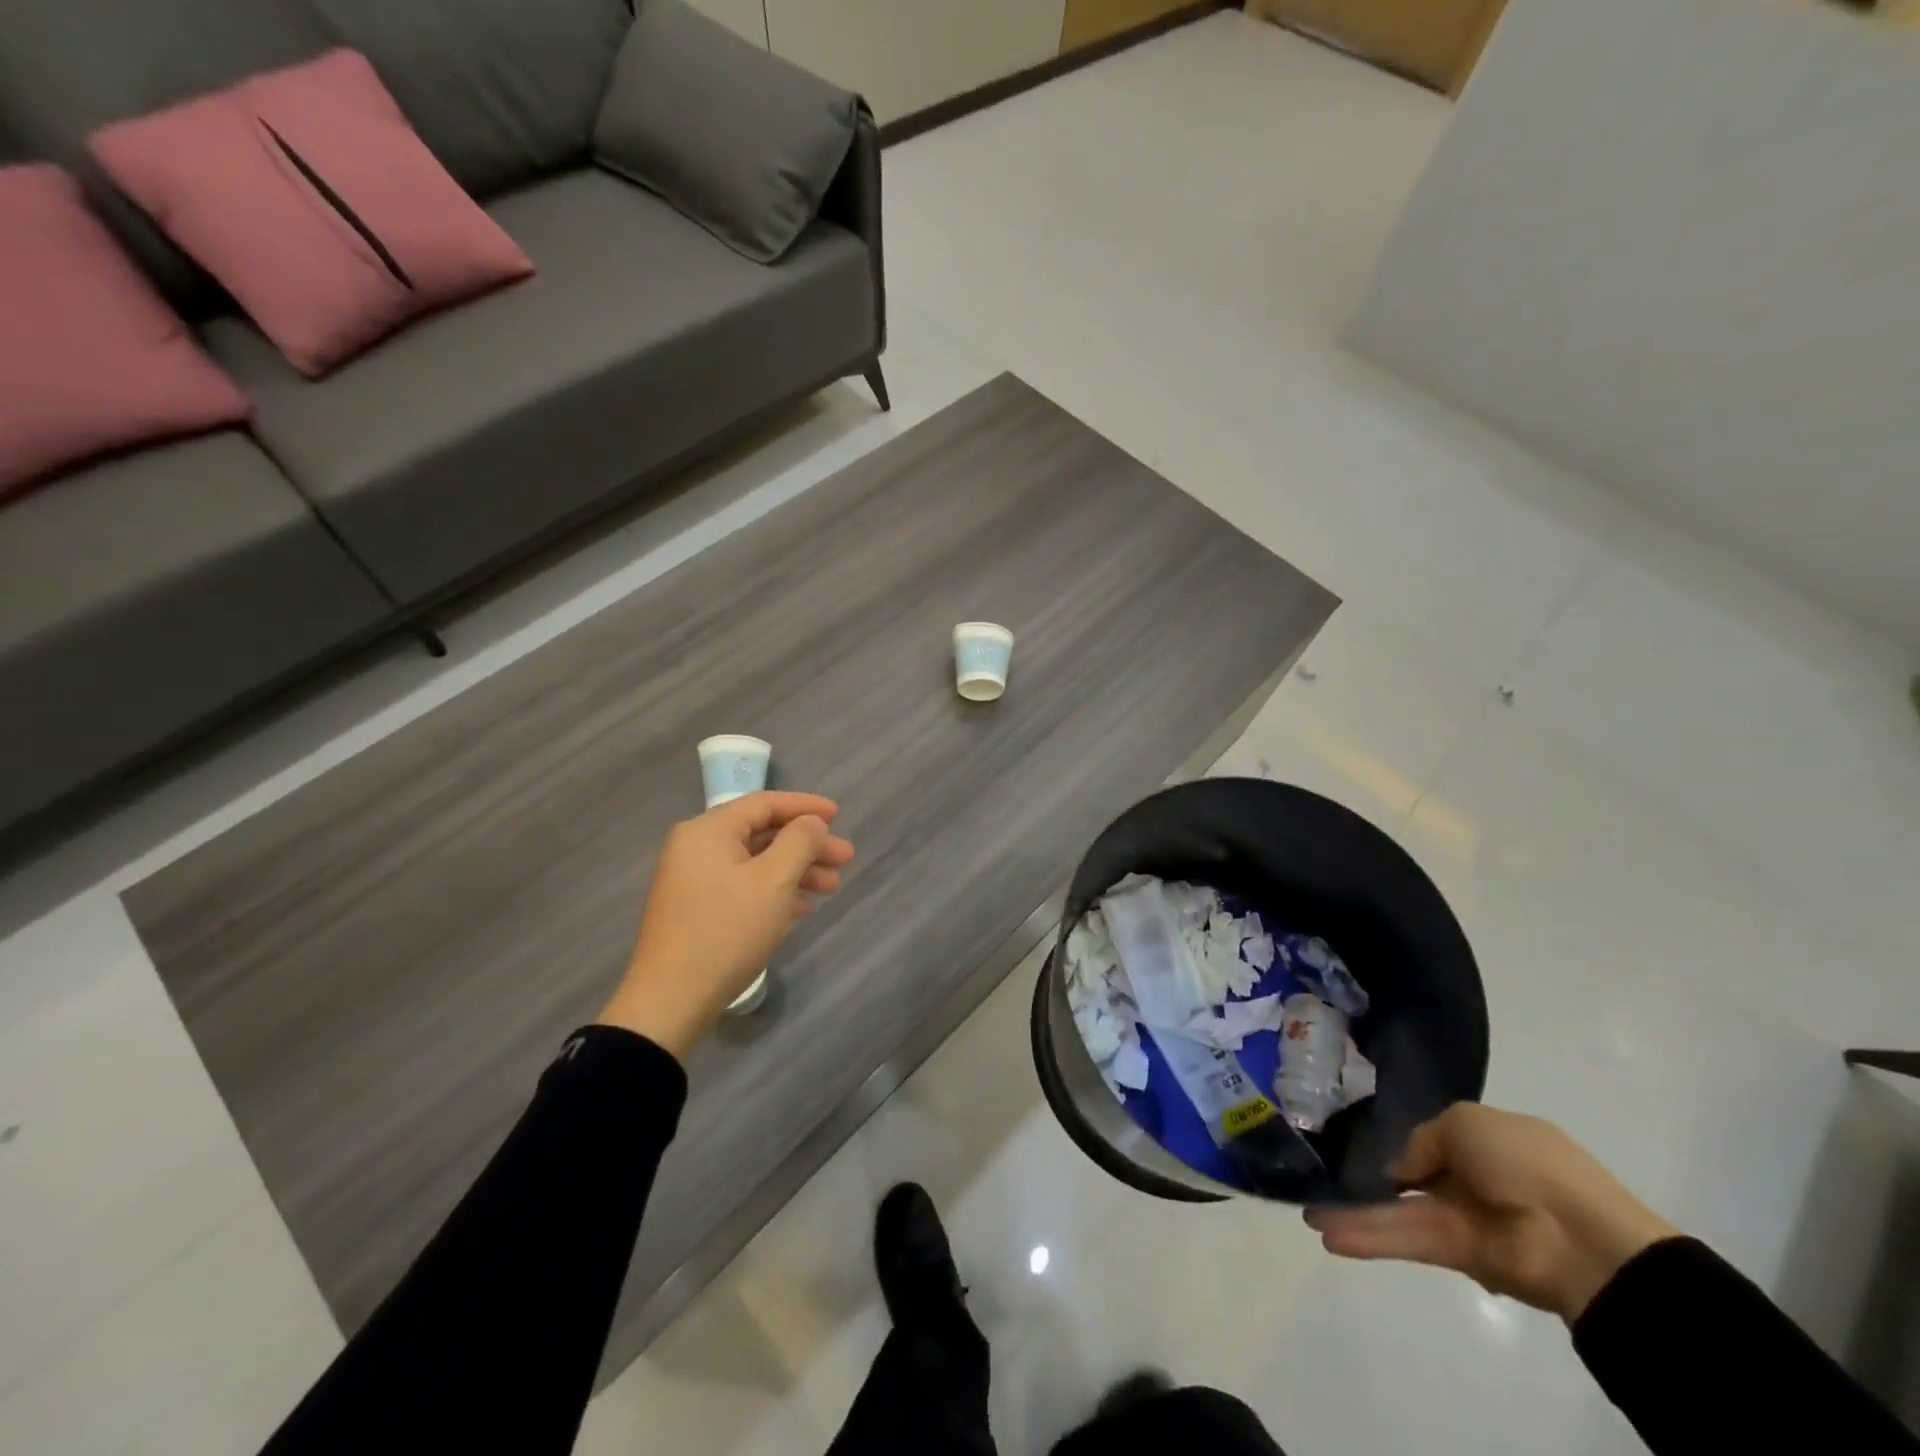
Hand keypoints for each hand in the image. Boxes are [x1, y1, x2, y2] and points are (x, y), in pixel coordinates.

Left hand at [597, 792, 854, 1060]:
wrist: (671, 1000)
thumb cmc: (727, 931)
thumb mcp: (774, 881)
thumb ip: (799, 842)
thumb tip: (812, 823)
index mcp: (709, 831)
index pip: (764, 803)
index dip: (805, 807)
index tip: (838, 815)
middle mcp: (696, 847)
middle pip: (762, 833)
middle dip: (807, 845)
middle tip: (845, 859)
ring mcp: (693, 880)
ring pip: (755, 862)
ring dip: (795, 870)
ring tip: (832, 887)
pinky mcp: (696, 909)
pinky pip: (742, 885)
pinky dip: (774, 890)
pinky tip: (802, 908)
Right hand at [1303, 1103, 1678, 1322]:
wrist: (1579, 1237)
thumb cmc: (1526, 1161)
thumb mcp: (1464, 1122)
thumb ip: (1422, 1140)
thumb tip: (1402, 1171)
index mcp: (1484, 1141)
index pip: (1433, 1141)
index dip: (1397, 1141)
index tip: (1356, 1139)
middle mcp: (1470, 1180)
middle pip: (1407, 1180)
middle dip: (1366, 1180)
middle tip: (1320, 1181)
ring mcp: (1462, 1220)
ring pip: (1398, 1213)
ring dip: (1355, 1214)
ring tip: (1309, 1215)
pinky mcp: (1457, 1256)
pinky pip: (1406, 1240)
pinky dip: (1369, 1237)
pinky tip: (1329, 1234)